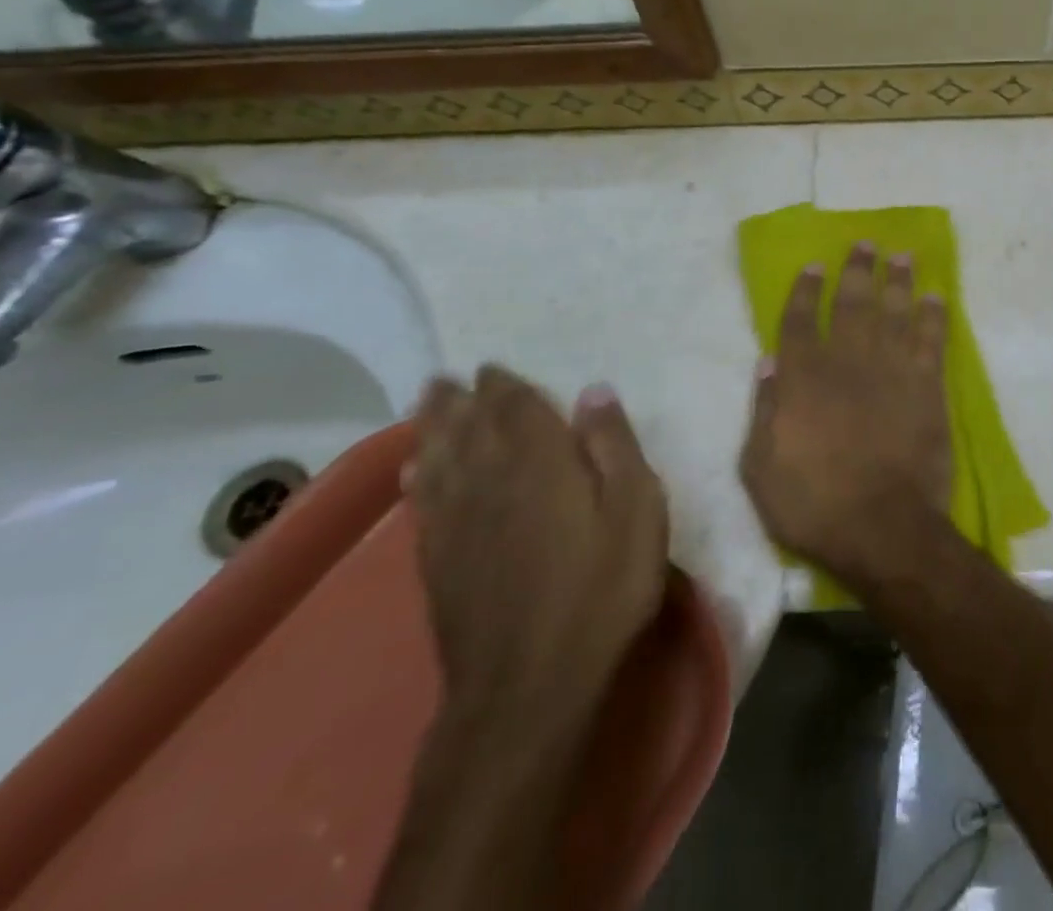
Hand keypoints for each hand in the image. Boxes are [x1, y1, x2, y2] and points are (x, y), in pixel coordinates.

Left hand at [407, 365, 668, 738]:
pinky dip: (418, 477)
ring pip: (438, 459)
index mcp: (540, 462)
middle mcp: (489, 481)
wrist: (530, 685)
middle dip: (458, 400)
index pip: (514, 409)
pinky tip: (415, 471)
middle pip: (467, 428)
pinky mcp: (438, 563)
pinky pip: (424, 503)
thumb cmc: (602, 587)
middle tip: (448, 377)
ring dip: (431, 428)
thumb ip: (614, 446)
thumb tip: (594, 392)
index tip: (492, 367)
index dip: (503, 386)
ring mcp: (457, 524)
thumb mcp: (637, 509)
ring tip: (426, 405)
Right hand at [740, 243, 953, 582]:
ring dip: (898, 281)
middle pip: (853, 304)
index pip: (800, 321)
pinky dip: (934, 317)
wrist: (881, 527)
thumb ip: (764, 410)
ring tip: (902, 255)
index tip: (815, 264)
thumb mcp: (761, 467)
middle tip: (866, 243)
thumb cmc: (813, 504)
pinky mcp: (927, 388)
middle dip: (858, 270)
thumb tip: (769, 361)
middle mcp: (847, 362)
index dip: (806, 290)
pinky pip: (931, 342)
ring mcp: (891, 371)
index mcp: (804, 378)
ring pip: (895, 312)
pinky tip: (936, 297)